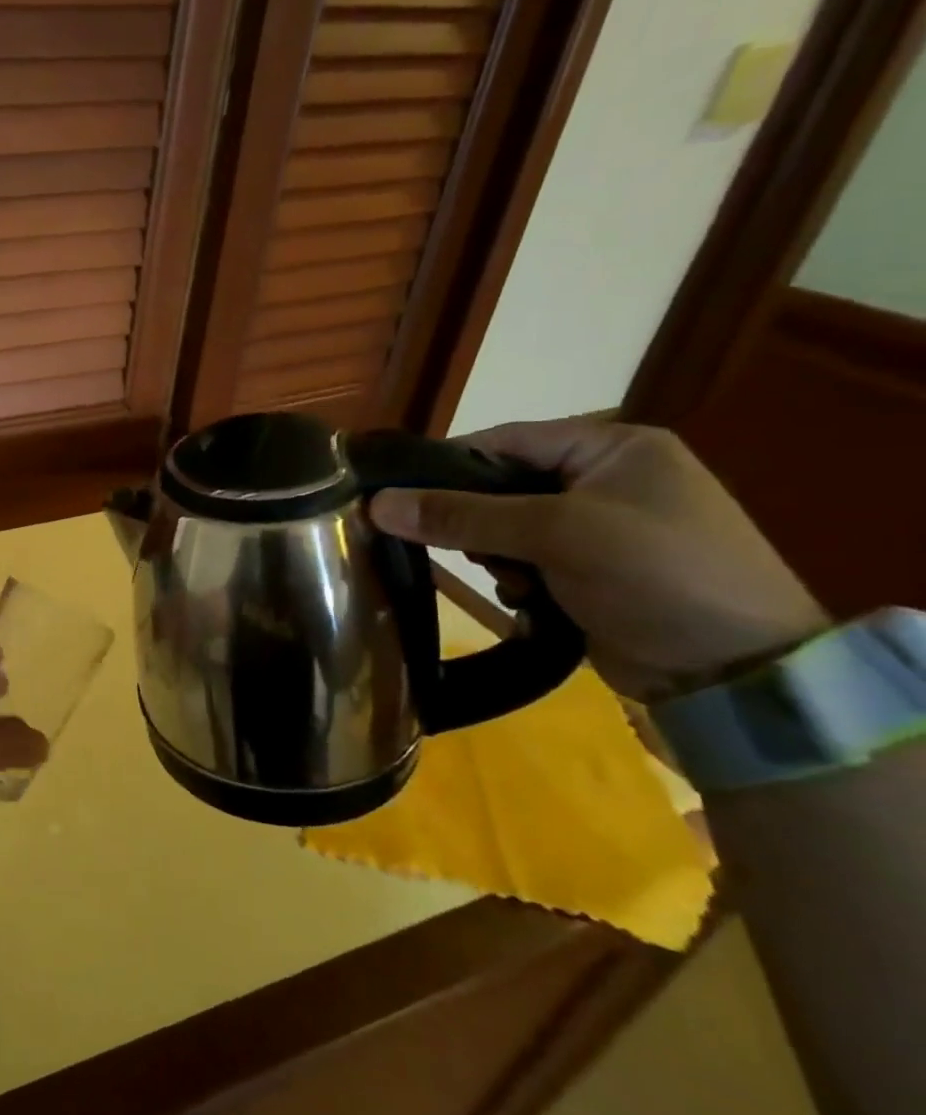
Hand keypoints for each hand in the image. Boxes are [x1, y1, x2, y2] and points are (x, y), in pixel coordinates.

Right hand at [368, 418, 829, 701]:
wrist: (739, 673)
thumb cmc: (655, 575)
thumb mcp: (554, 534)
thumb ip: (462, 516)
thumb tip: (375, 504)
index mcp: (613, 447)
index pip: (503, 441)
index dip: (446, 465)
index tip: (397, 494)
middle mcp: (607, 479)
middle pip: (502, 485)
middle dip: (476, 520)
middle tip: (461, 548)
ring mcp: (603, 527)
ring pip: (509, 526)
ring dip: (496, 554)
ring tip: (509, 581)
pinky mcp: (596, 570)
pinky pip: (529, 558)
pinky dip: (517, 577)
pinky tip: (526, 599)